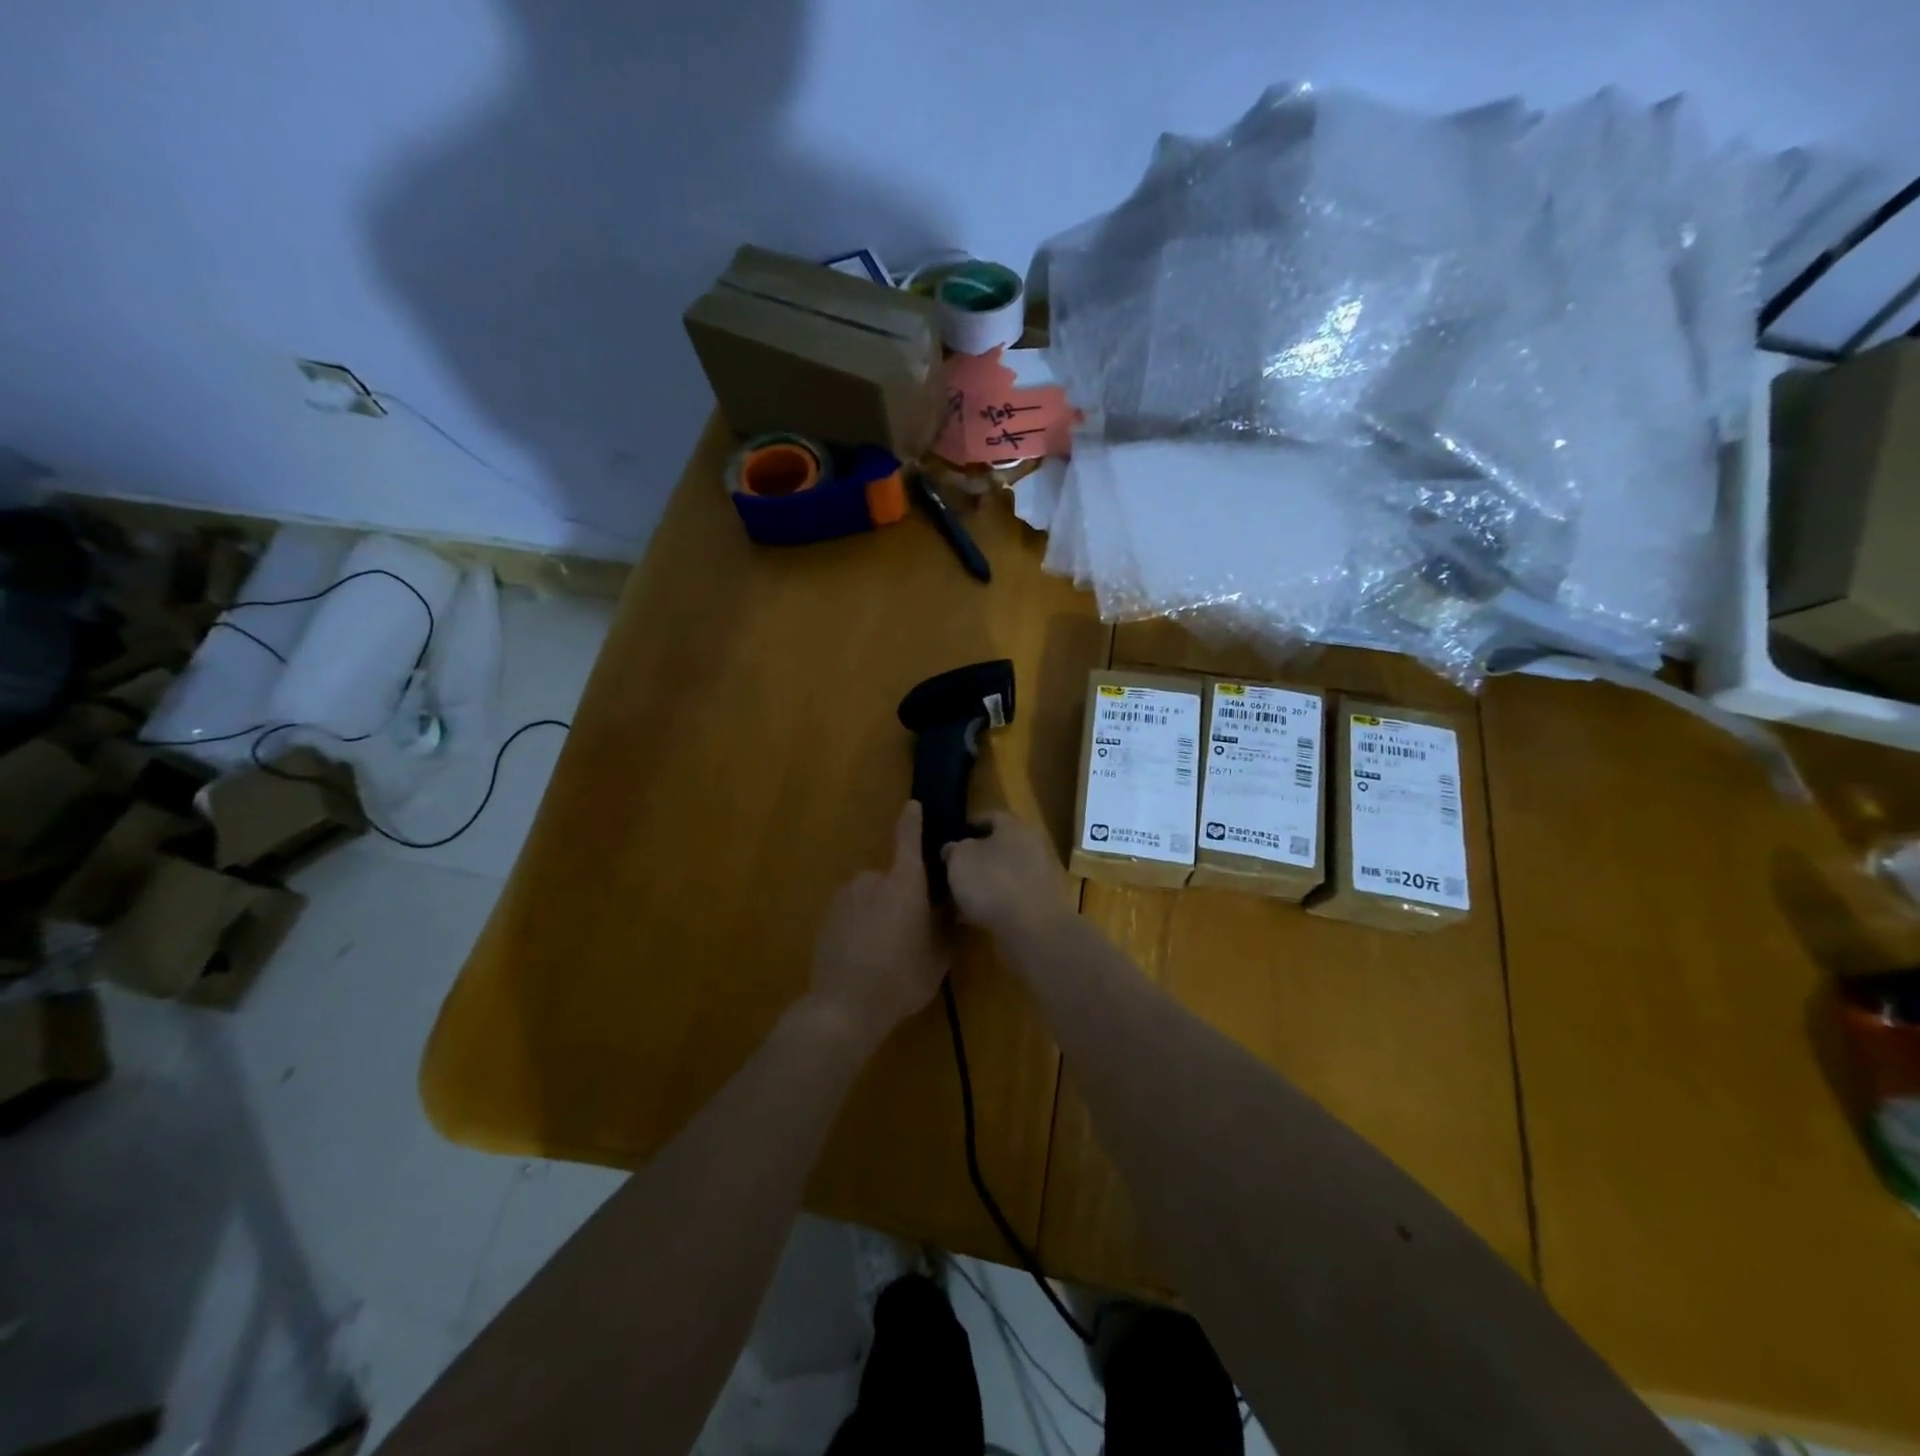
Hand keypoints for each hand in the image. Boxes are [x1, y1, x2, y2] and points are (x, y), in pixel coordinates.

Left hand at [807, 801, 951, 1049]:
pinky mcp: (826, 917)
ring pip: (870, 897)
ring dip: (879, 913)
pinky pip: (852, 913)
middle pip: (893, 879)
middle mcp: (872, 880)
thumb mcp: (939, 955)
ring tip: (886, 951)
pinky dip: (859, 925)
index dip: (912, 822)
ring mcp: (845, 897)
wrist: (844, 1006)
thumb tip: (955, 906)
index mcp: (904, 883)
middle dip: (902, 897)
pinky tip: (864, 957)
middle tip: (912, 931)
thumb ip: (949, 925)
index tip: (913, 806)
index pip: (909, 840)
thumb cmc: (902, 978)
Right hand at [942, 809, 1068, 939]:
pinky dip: (995, 904)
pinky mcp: (1043, 904)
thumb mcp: (960, 859)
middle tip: (953, 870)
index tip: (950, 838)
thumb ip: (953, 849)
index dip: (968, 826)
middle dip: (976, 858)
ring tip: (959, 898)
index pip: (989, 816)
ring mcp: (1041, 876)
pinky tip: (975, 918)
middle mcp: (1032, 845)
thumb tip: (952, 848)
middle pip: (999, 846)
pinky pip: (1012, 898)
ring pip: (1005, 874)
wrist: (1034, 928)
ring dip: (985, 883)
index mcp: (1013, 826)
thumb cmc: (993, 882)